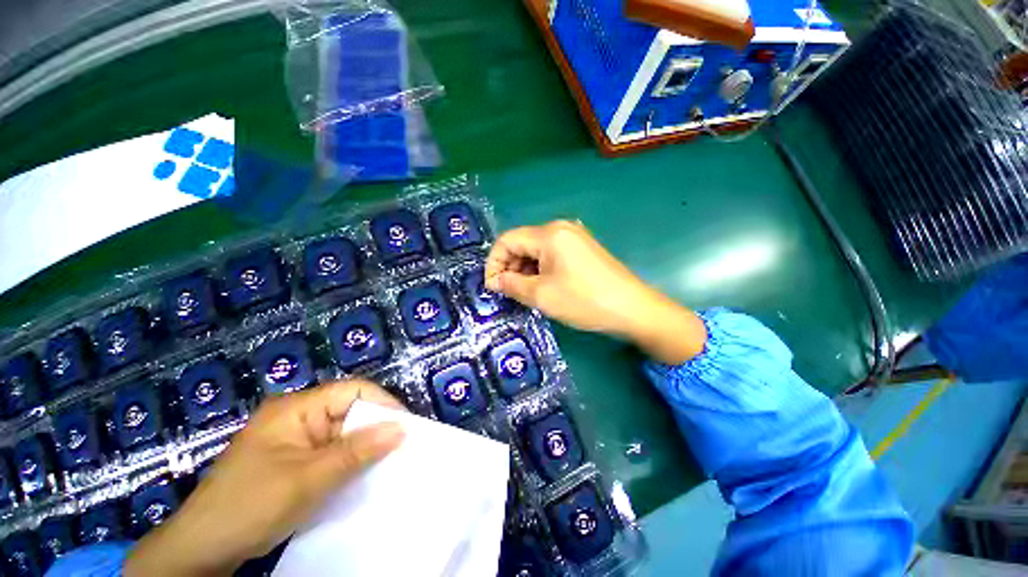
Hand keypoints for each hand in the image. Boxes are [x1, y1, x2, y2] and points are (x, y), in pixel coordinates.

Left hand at [125, 380, 405, 576]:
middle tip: (401, 448)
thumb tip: (401, 429)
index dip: (383, 403)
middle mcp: (298, 416)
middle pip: (350, 410)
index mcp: (296, 408)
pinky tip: (362, 474)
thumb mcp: (308, 480)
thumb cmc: (250, 506)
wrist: (202, 549)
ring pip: (343, 433)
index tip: (406, 427)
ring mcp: (295, 438)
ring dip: (364, 447)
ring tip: (388, 462)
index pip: (353, 391)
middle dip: (376, 427)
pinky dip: (349, 461)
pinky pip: (332, 451)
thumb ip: (357, 451)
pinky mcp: (294, 458)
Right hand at [485, 220, 705, 363]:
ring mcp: (574, 237)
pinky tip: (541, 287)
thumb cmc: (584, 300)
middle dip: (509, 267)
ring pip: (536, 250)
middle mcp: (560, 228)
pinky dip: (540, 270)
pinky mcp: (582, 249)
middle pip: (522, 243)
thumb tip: (494, 281)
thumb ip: (512, 285)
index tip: (492, 287)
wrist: (632, 309)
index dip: (494, 263)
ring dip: (524, 270)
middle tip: (507, 293)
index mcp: (549, 234)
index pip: (507, 240)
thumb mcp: (542, 295)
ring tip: (524, 293)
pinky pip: (551, 255)